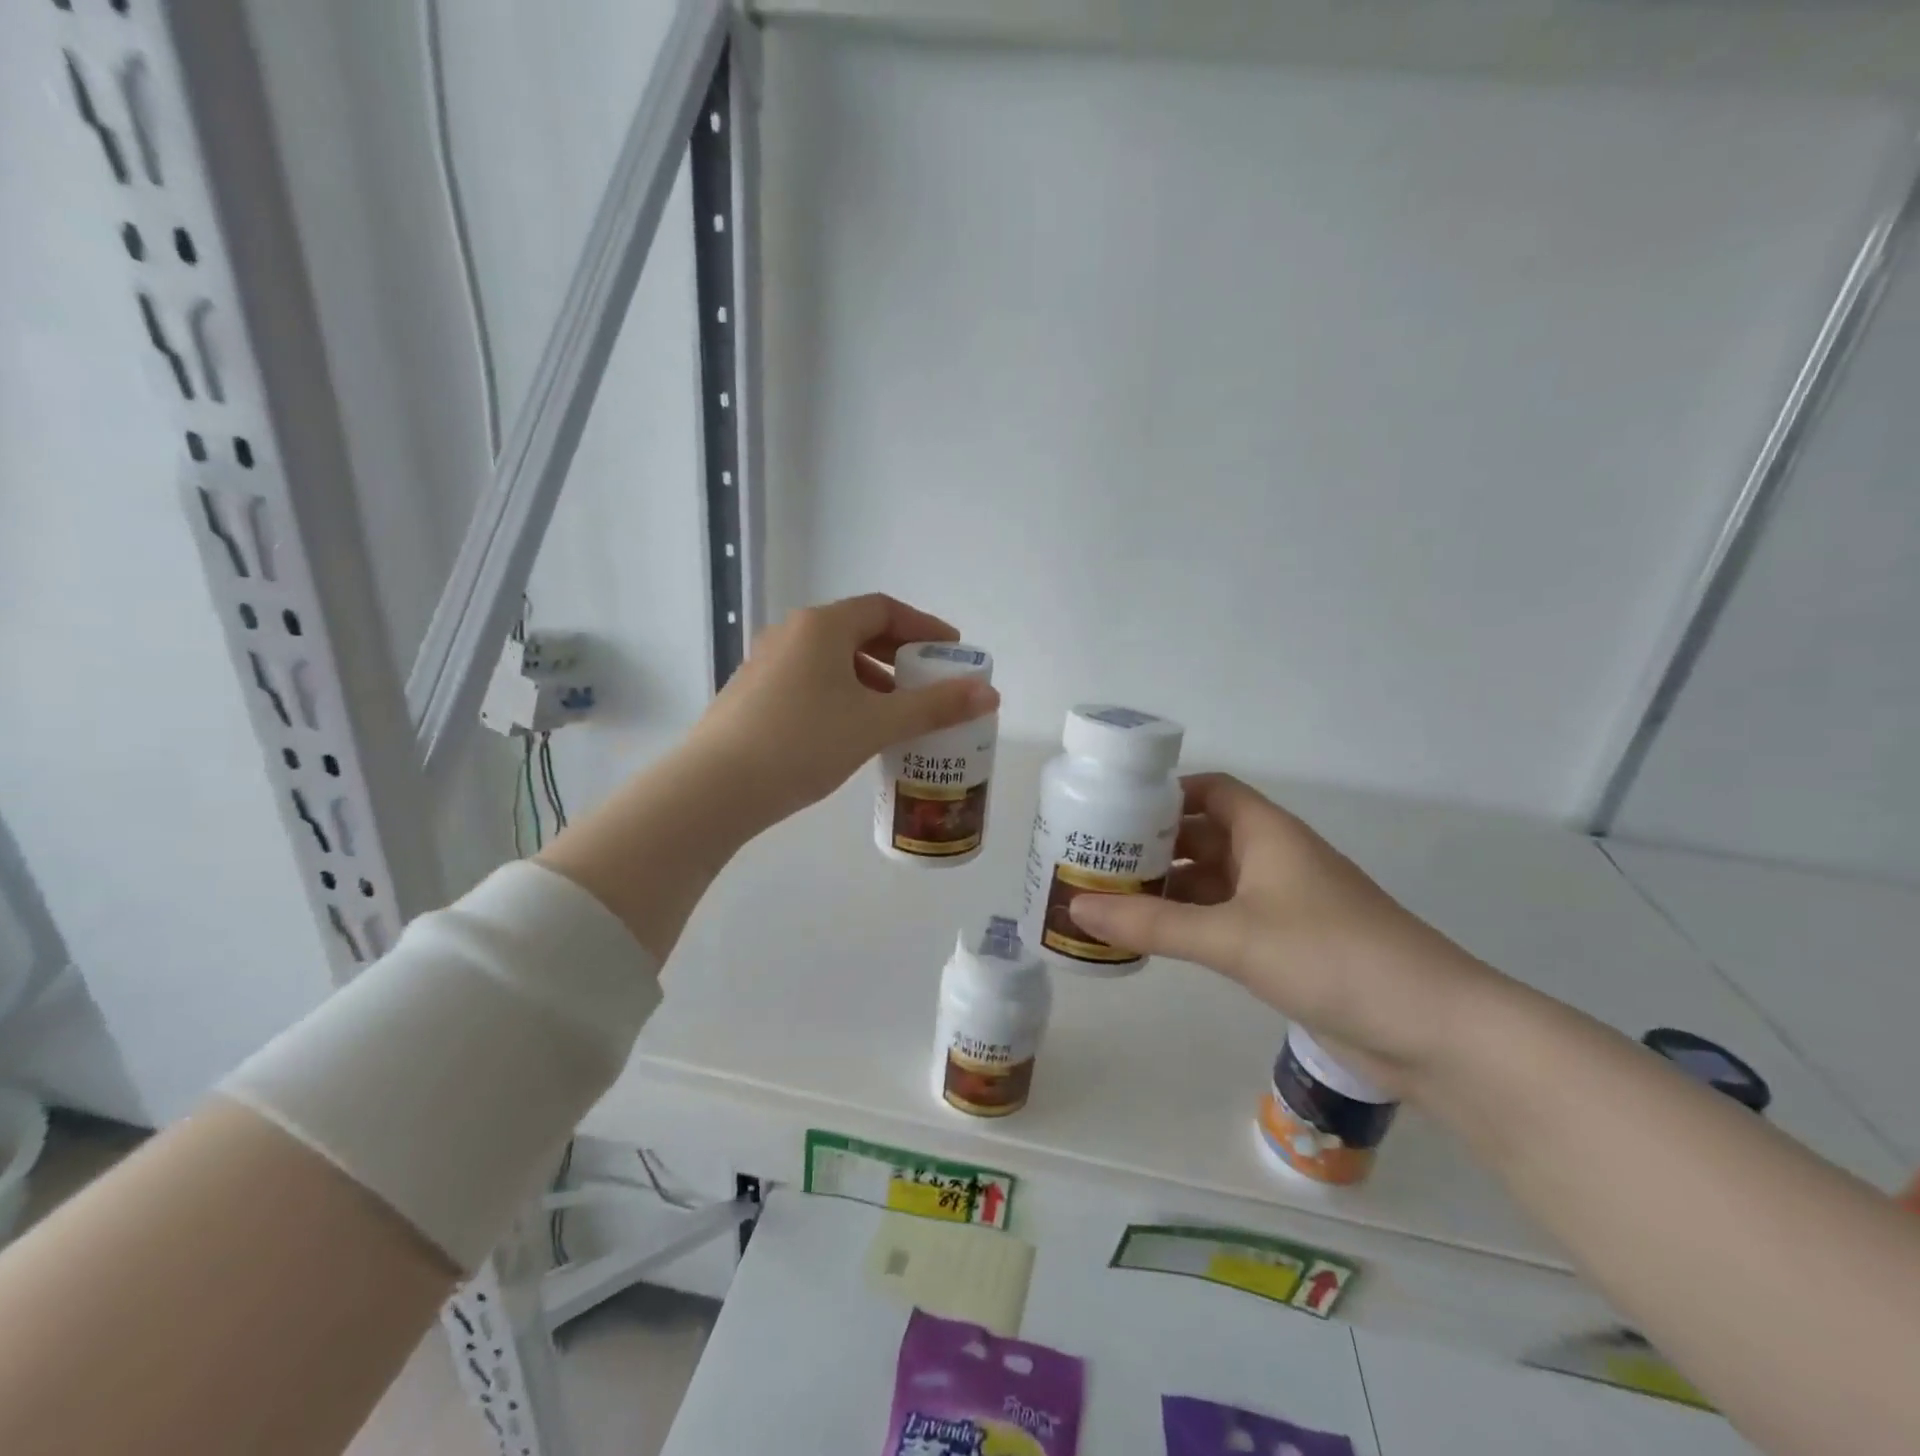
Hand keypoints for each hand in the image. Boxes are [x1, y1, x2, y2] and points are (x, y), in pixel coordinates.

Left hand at [689, 593, 999, 827]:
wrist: (715, 788)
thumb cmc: (803, 743)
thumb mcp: (876, 724)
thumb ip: (934, 706)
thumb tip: (989, 693)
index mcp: (822, 627)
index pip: (883, 609)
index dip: (923, 627)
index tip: (951, 651)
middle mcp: (791, 634)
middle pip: (857, 632)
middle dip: (899, 656)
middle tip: (929, 683)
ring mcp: (766, 664)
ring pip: (832, 660)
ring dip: (871, 679)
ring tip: (896, 712)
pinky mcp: (753, 695)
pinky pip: (811, 681)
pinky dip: (843, 694)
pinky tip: (853, 730)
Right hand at [1067, 774, 1502, 1096]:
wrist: (1432, 1029)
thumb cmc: (1331, 956)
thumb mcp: (1232, 937)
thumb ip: (1152, 925)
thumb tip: (1076, 910)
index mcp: (1267, 833)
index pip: (1209, 791)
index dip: (1164, 793)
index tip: (1112, 807)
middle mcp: (1273, 859)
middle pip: (1203, 836)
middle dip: (1152, 845)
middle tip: (1093, 858)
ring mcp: (1282, 904)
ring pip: (1211, 882)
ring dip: (1166, 888)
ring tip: (1107, 899)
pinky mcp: (1286, 945)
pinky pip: (1223, 920)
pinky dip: (1188, 923)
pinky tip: (1151, 939)